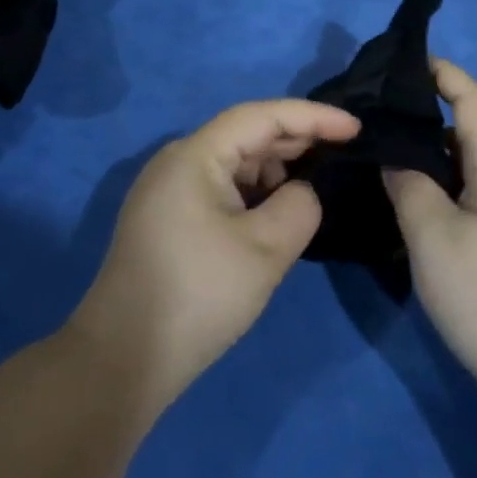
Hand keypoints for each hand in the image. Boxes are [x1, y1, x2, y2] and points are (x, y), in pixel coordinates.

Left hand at [70, 99, 360, 409]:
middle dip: (296, 140)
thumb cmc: (197, 295)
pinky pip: (219, 187)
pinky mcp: (166, 217)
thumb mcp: (264, 251)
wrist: (121, 361)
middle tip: (344, 152)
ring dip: (274, 168)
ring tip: (315, 184)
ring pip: (232, 162)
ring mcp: (168, 189)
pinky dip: (253, 192)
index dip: (312, 117)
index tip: (355, 127)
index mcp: (195, 154)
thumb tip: (302, 192)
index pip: (261, 116)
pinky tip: (276, 211)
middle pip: (245, 134)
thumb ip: (298, 207)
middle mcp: (178, 160)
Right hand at [384, 61, 476, 422]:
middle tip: (383, 119)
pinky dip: (451, 185)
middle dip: (432, 115)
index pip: (476, 102)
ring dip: (438, 156)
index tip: (408, 61)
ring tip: (394, 160)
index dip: (446, 74)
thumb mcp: (432, 236)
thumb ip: (407, 185)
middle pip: (476, 132)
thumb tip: (395, 157)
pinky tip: (426, 208)